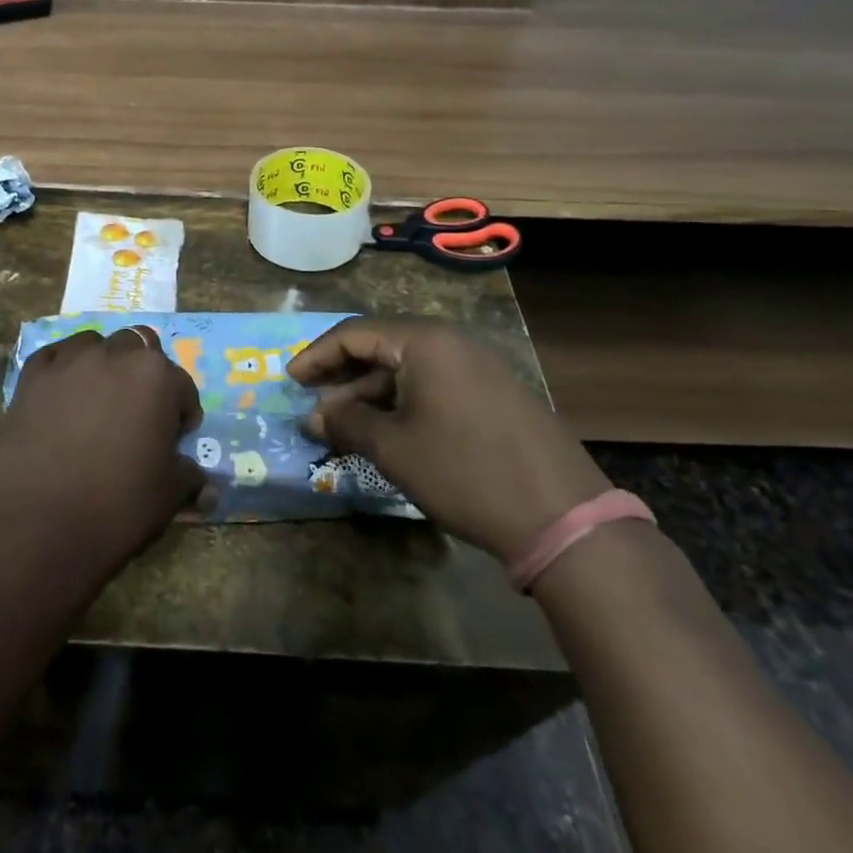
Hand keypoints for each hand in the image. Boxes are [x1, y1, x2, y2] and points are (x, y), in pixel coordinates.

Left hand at [0, 325, 206, 571]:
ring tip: (99, 398)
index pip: (182, 386)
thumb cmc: (116, 505)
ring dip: (105, 363)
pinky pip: (55, 357)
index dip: (183, 413)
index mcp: (155, 377)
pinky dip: (64, 369)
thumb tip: (205, 484)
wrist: (36, 522)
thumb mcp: (168, 495)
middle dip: (144, 373)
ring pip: (95, 344)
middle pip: (139, 348)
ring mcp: (69, 362)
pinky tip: (62, 394)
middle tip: (139, 411)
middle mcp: (114, 356)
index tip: (176, 439)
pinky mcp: (32, 376)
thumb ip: (189, 477)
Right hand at [287, 318, 609, 559]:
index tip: (290, 380)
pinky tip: (387, 433)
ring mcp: (479, 368)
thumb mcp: (393, 448)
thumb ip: (346, 422)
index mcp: (425, 341)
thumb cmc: (464, 471)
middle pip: (381, 348)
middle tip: (314, 407)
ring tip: (344, 427)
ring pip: (408, 370)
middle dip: (343, 378)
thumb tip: (313, 416)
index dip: (316, 356)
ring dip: (371, 395)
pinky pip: (434, 387)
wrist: (562, 518)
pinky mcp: (494, 395)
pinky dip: (402, 404)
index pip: (354, 334)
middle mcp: (452, 343)